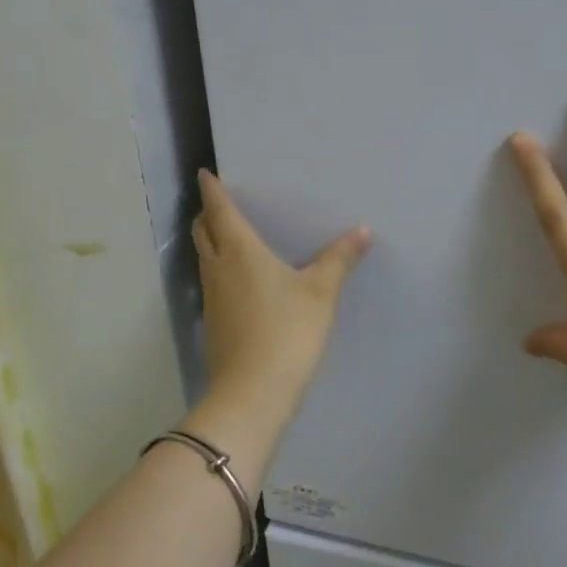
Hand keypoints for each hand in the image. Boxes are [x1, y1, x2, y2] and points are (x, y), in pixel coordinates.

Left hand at [190, 171, 371, 432]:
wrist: (253, 393)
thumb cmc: (288, 331)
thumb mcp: (321, 293)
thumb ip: (340, 259)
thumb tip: (363, 231)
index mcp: (240, 251)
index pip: (220, 210)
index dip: (213, 190)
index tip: (207, 174)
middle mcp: (219, 269)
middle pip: (203, 232)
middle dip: (207, 214)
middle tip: (221, 204)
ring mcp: (211, 299)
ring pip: (205, 259)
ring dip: (211, 242)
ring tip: (231, 237)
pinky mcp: (213, 324)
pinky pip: (213, 283)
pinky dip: (220, 270)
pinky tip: (241, 281)